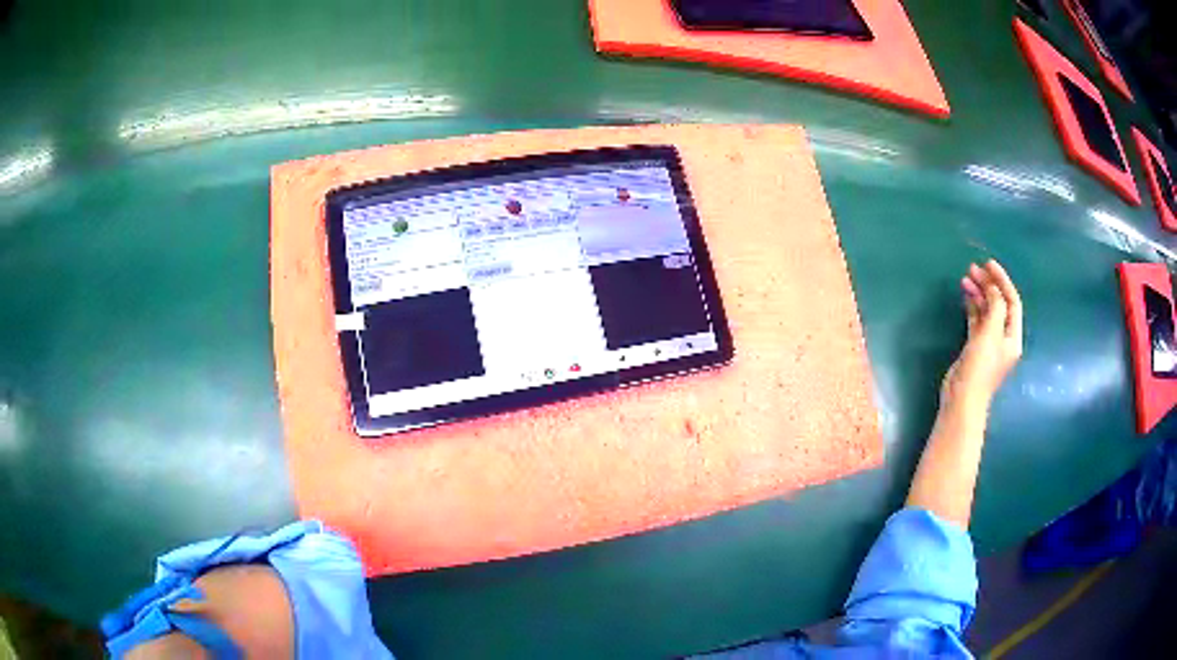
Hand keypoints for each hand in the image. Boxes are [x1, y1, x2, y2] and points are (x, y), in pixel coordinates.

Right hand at [941, 260, 1023, 410]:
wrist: (962, 398)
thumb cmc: (980, 367)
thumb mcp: (990, 333)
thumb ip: (995, 307)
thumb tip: (994, 288)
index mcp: (1012, 336)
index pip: (1012, 301)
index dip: (1002, 281)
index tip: (988, 264)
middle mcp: (1004, 338)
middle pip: (999, 304)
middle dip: (989, 284)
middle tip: (973, 268)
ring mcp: (989, 342)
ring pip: (987, 310)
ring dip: (979, 292)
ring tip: (966, 277)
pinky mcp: (975, 346)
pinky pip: (977, 319)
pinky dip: (973, 305)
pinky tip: (966, 294)